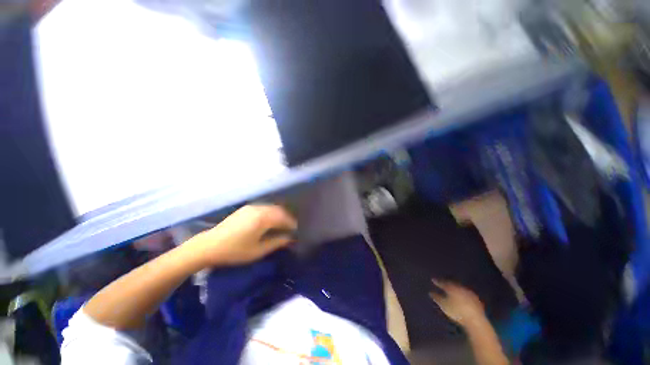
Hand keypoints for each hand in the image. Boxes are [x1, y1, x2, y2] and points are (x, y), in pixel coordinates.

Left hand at [187, 204, 296, 266]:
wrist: (208, 245)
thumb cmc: (235, 251)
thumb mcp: (258, 250)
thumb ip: (277, 242)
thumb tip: (290, 238)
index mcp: (263, 218)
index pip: (284, 218)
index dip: (292, 224)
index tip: (297, 231)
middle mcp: (259, 209)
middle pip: (279, 210)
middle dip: (287, 218)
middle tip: (292, 228)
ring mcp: (252, 207)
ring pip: (272, 208)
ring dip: (280, 215)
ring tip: (283, 225)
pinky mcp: (246, 208)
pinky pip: (264, 208)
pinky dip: (271, 213)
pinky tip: (271, 221)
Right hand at [429, 279, 485, 326]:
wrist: (475, 320)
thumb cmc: (457, 312)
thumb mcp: (444, 305)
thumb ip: (437, 298)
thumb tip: (430, 292)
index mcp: (451, 288)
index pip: (442, 283)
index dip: (437, 282)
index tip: (433, 280)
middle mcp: (460, 288)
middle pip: (452, 284)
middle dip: (447, 284)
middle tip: (442, 284)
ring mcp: (469, 293)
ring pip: (460, 288)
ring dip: (455, 288)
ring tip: (452, 290)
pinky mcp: (476, 299)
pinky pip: (467, 294)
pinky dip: (463, 294)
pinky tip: (462, 297)